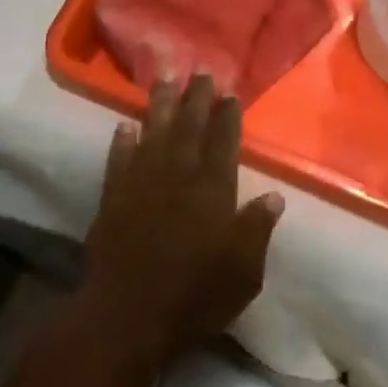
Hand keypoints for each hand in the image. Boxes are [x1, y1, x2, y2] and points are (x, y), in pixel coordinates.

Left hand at [81, 75, 284, 359]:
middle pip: (189, 126)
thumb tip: (274, 195)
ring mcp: (142, 182)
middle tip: (201, 71)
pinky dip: (122, 140)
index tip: (229, 92)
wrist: (129, 315)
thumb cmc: (194, 295)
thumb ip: (257, 229)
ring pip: (153, 131)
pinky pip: (118, 159)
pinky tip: (125, 124)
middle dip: (197, 97)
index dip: (227, 115)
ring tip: (165, 76)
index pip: (223, 141)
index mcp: (213, 189)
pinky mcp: (113, 196)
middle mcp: (178, 175)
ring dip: (160, 103)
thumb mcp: (243, 271)